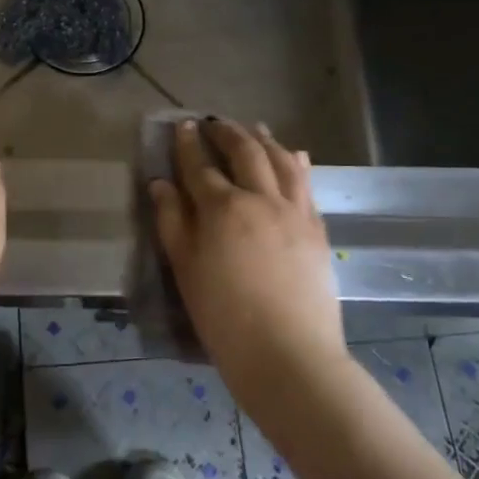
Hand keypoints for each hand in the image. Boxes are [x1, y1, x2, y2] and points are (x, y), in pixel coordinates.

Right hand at [149, 120, 346, 402]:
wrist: (288, 354)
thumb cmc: (224, 316)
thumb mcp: (185, 269)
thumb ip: (172, 221)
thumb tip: (161, 183)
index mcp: (222, 208)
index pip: (200, 165)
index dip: (188, 143)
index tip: (183, 125)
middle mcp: (260, 198)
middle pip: (244, 152)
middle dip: (227, 132)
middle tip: (215, 123)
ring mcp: (294, 211)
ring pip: (281, 160)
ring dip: (264, 139)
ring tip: (255, 128)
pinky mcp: (317, 228)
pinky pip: (307, 184)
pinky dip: (296, 163)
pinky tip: (294, 155)